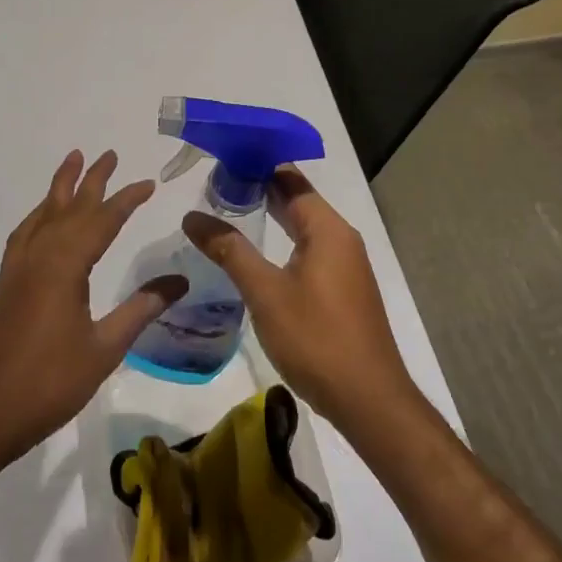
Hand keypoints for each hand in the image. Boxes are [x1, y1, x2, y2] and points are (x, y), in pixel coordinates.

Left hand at [0, 150, 186, 471]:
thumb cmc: (47, 384)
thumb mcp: (103, 349)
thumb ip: (140, 310)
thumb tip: (180, 281)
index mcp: (65, 266)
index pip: (103, 220)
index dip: (127, 199)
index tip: (149, 183)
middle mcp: (40, 256)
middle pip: (70, 207)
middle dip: (92, 179)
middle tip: (108, 153)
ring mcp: (17, 269)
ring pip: (43, 214)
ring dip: (61, 187)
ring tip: (73, 162)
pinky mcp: (5, 284)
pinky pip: (25, 233)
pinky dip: (38, 215)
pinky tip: (43, 219)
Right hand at [183, 168, 419, 436]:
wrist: (369, 401)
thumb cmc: (317, 339)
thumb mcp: (266, 293)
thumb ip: (230, 250)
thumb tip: (192, 216)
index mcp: (327, 228)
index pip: (290, 178)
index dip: (257, 164)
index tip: (221, 159)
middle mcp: (341, 238)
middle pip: (297, 200)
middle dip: (259, 188)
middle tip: (214, 184)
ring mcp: (345, 265)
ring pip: (303, 227)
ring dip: (270, 216)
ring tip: (227, 210)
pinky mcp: (342, 289)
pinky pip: (309, 250)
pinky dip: (282, 241)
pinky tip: (256, 254)